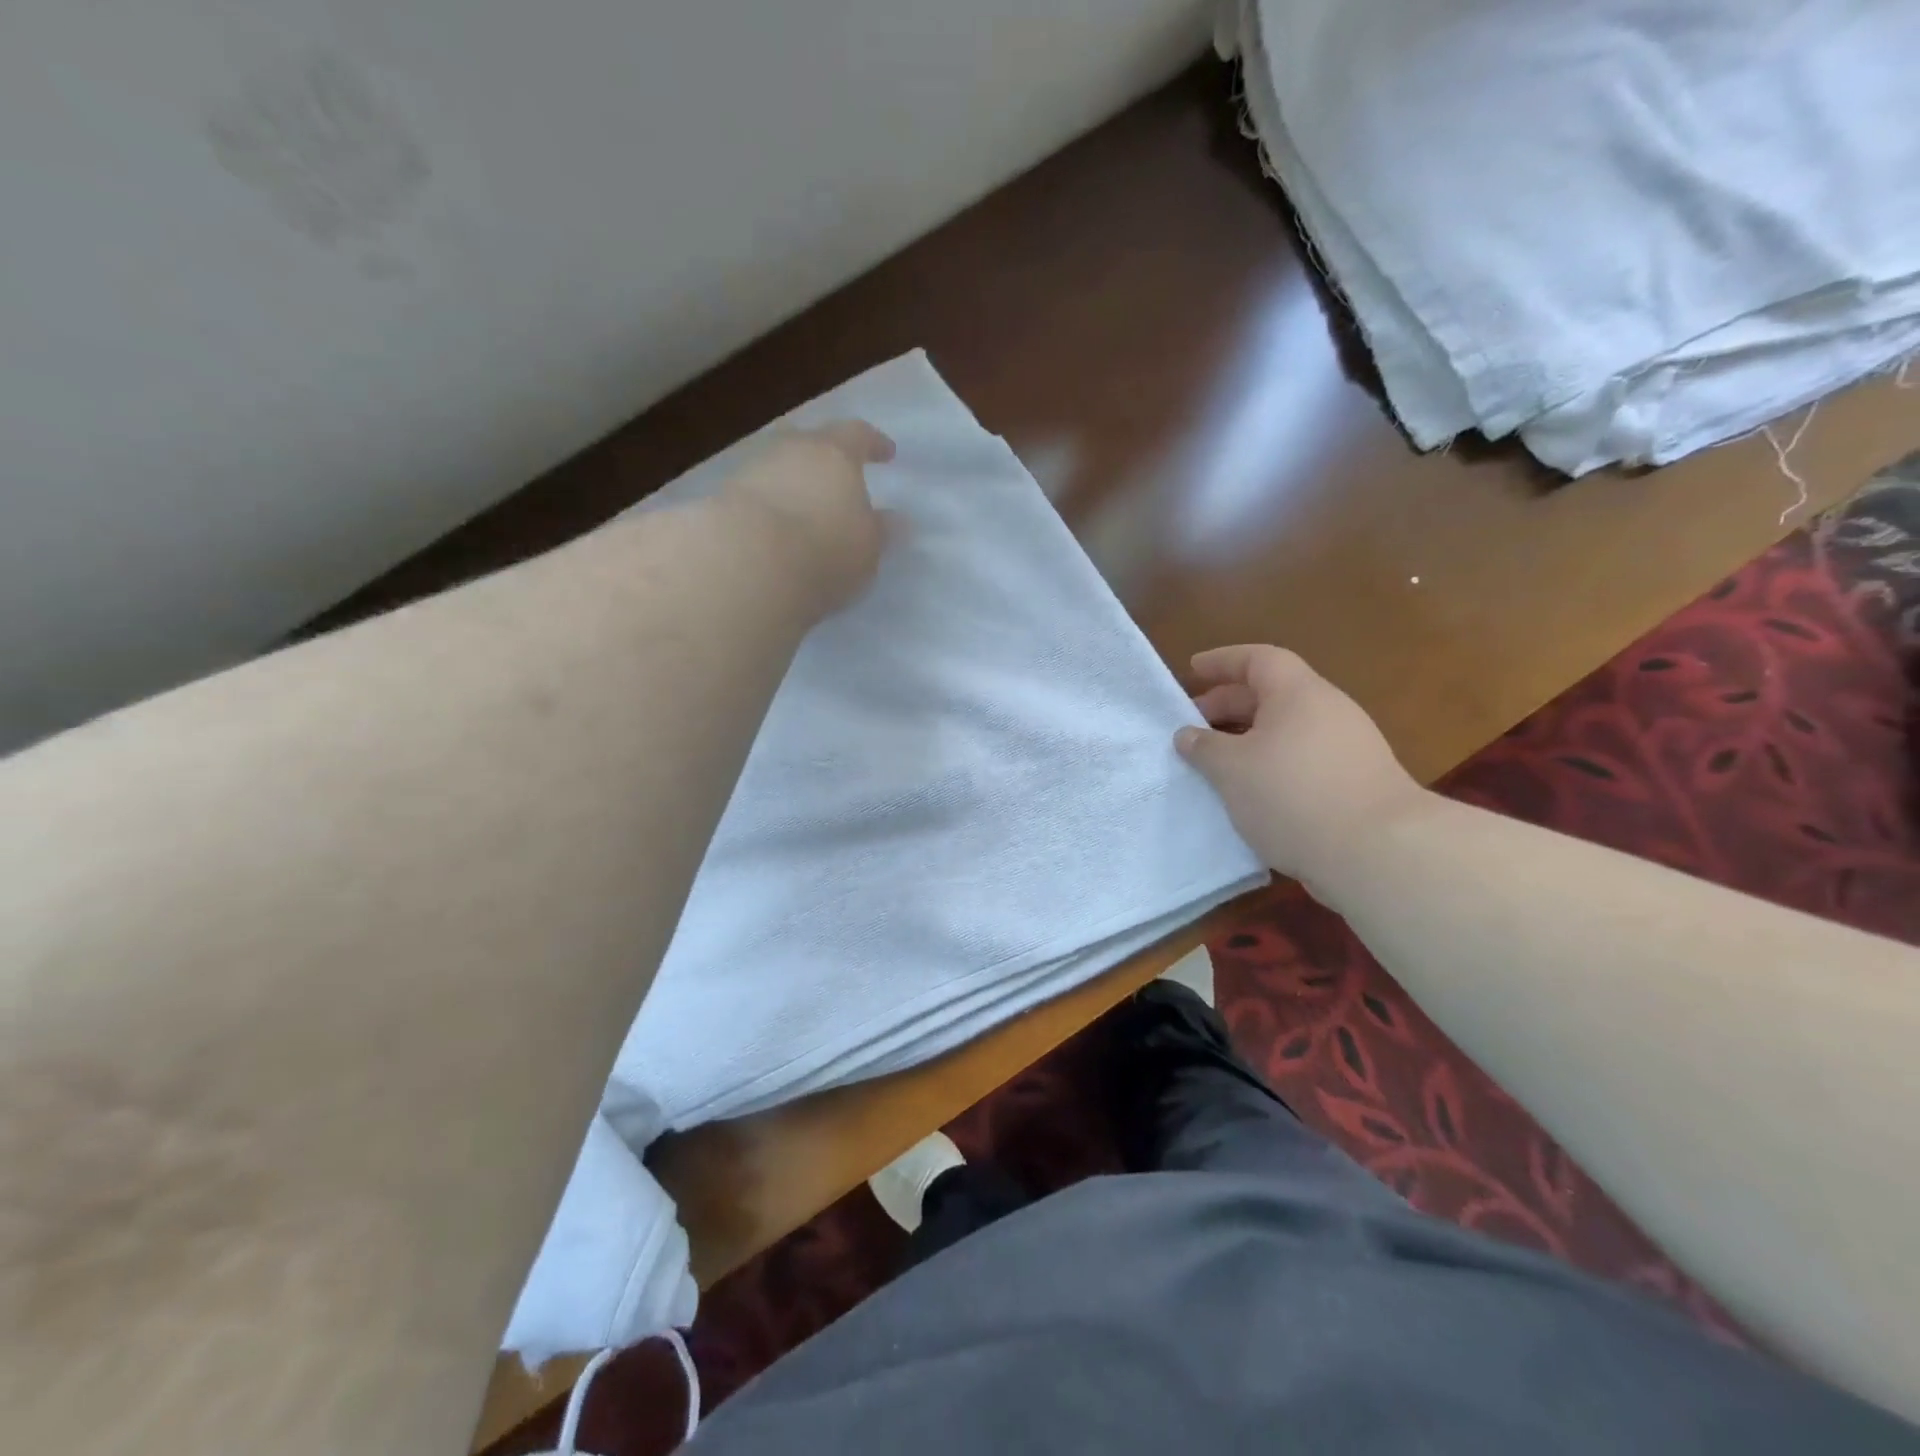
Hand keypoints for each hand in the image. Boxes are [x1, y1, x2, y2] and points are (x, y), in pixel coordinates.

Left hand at [720, 420, 896, 612]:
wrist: (745, 565)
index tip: (886, 454)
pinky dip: (766, 511)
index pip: (858, 435)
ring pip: (777, 470)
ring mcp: (749, 473)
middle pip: (809, 444)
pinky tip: (772, 534)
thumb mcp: (868, 548)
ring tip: (803, 514)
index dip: (873, 443)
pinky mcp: (719, 502)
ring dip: (791, 486)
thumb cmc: (825, 550)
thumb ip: (881, 531)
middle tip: (836, 480)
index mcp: (834, 453)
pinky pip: (753, 499)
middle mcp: (789, 451)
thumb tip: (895, 520)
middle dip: (824, 460)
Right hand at [1175, 645, 1427, 900]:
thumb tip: (1187, 734)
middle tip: (1192, 726)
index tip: (1193, 670)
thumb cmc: (1293, 794)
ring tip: (1215, 764)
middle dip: (1228, 706)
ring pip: (1287, 731)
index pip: (1258, 660)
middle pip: (1272, 694)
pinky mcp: (1355, 782)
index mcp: (1298, 694)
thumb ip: (1203, 747)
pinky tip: (1251, 794)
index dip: (1223, 661)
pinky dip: (1271, 765)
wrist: (1378, 851)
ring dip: (1248, 740)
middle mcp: (1328, 711)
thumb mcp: (1231, 769)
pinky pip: (1302, 759)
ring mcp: (1347, 748)